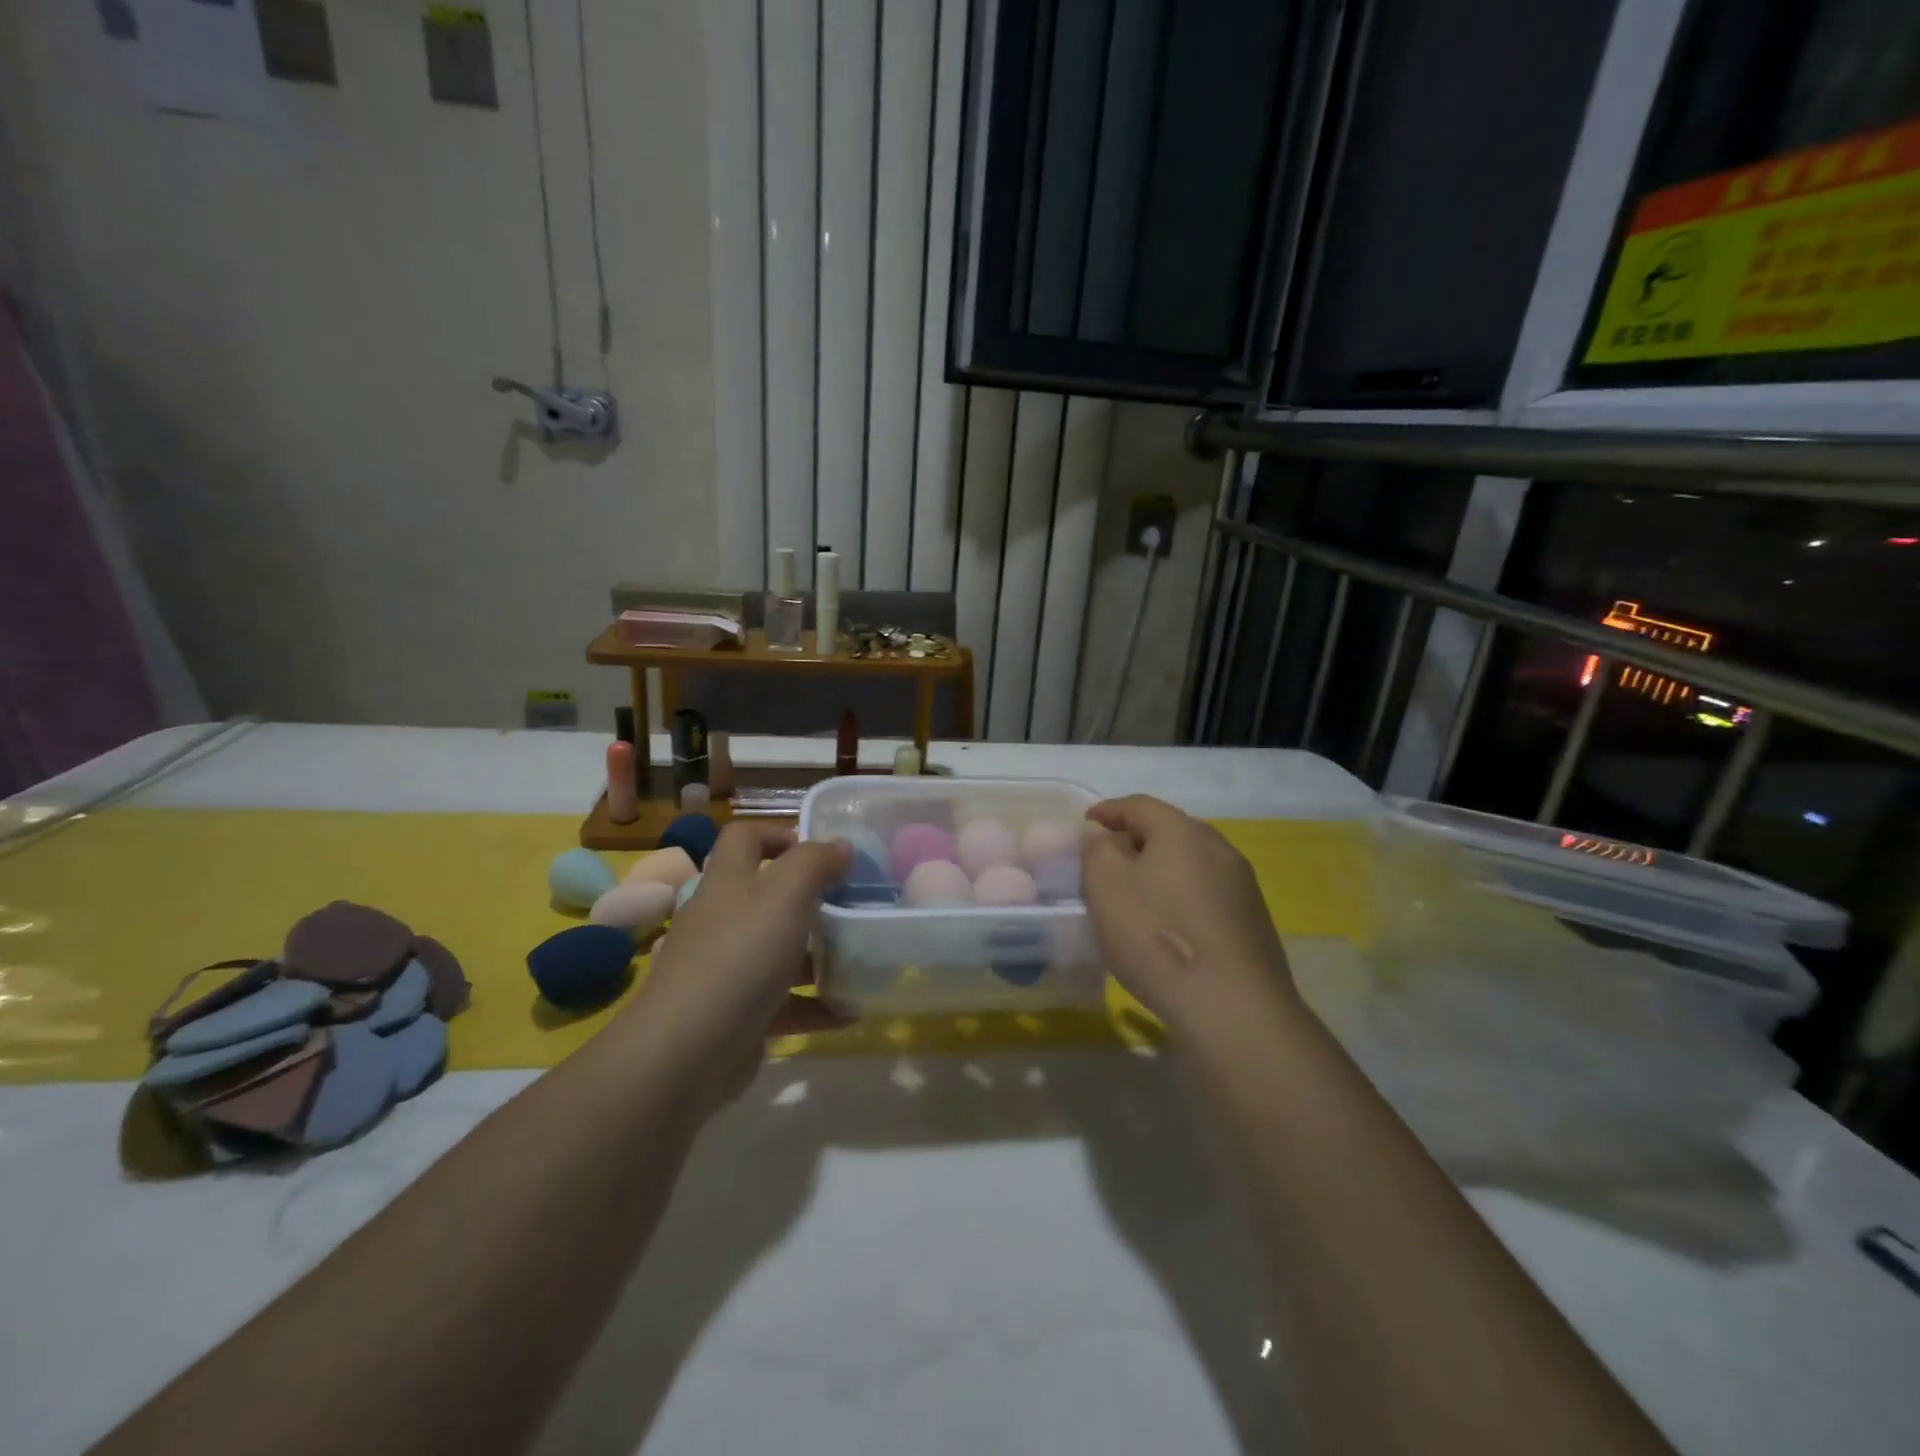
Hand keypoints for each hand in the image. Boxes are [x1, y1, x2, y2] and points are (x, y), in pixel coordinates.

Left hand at [623, 822, 851, 1109]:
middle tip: (853, 904)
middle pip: (767, 895)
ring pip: (779, 950)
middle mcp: (723, 920)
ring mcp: (728, 970)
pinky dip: (816, 1005)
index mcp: (728, 882)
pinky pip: (784, 1003)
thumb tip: (840, 845)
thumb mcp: (785, 895)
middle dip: (811, 898)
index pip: (744, 838)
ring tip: (861, 956)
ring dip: (819, 954)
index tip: (822, 852)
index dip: (779, 834)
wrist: (687, 1053)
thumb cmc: (740, 956)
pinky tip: (850, 1012)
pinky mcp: (739, 1015)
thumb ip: (814, 862)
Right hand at [1081, 795, 1300, 1040]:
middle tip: (1107, 861)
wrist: (1233, 1008)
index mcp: (1182, 831)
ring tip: (1136, 896)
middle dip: (1135, 840)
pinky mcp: (1254, 920)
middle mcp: (1219, 848)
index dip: (1108, 810)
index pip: (1139, 805)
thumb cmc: (1156, 937)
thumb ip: (1097, 849)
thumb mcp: (1105, 887)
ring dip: (1161, 871)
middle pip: (1169, 831)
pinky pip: (1207, 894)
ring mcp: (1243, 885)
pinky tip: (1169, 927)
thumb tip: (1101, 834)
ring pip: (1191, 864)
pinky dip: (1182, 897)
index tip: (1086, 824)